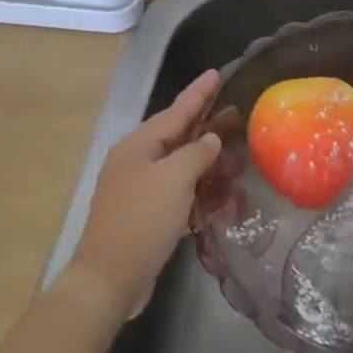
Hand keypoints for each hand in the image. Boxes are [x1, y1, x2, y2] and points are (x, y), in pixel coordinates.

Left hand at [62, 70, 223, 319]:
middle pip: (180, 138)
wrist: (110, 279)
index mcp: (138, 146)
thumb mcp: (174, 179)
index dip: (199, 93)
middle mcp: (137, 163)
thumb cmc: (142, 220)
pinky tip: (227, 202)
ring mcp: (142, 191)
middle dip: (211, 131)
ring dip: (212, 168)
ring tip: (241, 167)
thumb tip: (210, 140)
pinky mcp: (149, 218)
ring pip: (184, 169)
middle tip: (240, 120)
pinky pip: (182, 196)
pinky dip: (203, 196)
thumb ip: (197, 153)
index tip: (217, 73)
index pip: (175, 111)